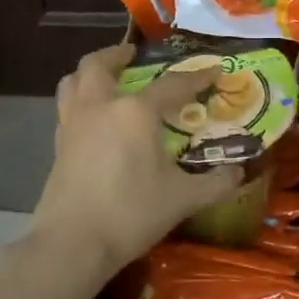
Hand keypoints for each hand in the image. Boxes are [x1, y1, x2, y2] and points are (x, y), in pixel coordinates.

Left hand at [32, 43, 242, 276]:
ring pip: (73, 81)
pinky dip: (80, 100)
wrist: (72, 243)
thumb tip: (239, 173)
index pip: (172, 85)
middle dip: (117, 54)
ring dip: (90, 73)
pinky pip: (67, 107)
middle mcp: (100, 107)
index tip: (213, 69)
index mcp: (135, 112)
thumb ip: (214, 183)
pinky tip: (95, 118)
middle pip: (99, 65)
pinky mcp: (58, 146)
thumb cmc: (131, 213)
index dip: (196, 77)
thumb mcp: (182, 199)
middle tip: (133, 56)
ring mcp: (73, 124)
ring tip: (107, 78)